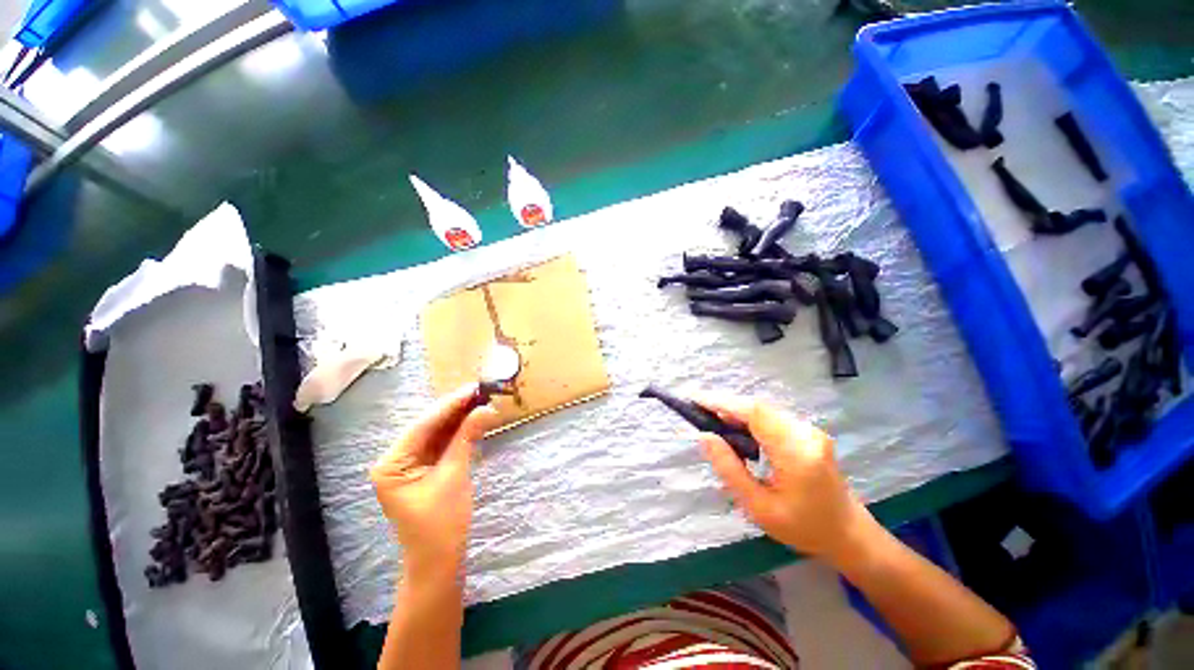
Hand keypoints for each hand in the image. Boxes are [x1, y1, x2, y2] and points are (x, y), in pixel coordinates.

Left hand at [370, 385, 498, 578]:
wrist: (439, 561)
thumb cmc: (441, 523)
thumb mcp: (454, 475)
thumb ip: (466, 438)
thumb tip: (486, 409)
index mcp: (391, 463)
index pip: (424, 425)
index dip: (450, 405)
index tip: (473, 387)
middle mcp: (396, 459)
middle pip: (430, 427)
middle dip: (456, 410)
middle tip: (481, 392)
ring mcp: (409, 465)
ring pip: (437, 434)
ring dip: (460, 419)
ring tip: (482, 401)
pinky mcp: (424, 470)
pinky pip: (442, 445)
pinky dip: (459, 434)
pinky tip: (474, 420)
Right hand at [695, 396, 874, 562]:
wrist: (849, 533)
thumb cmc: (803, 527)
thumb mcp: (758, 507)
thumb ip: (729, 469)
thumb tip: (704, 436)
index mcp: (796, 454)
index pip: (755, 413)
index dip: (723, 402)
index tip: (695, 399)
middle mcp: (806, 434)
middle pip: (758, 407)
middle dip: (725, 405)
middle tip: (699, 412)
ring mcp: (810, 430)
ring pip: (764, 410)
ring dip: (736, 411)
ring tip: (712, 420)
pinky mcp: (808, 431)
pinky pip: (772, 417)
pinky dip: (749, 418)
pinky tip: (736, 428)